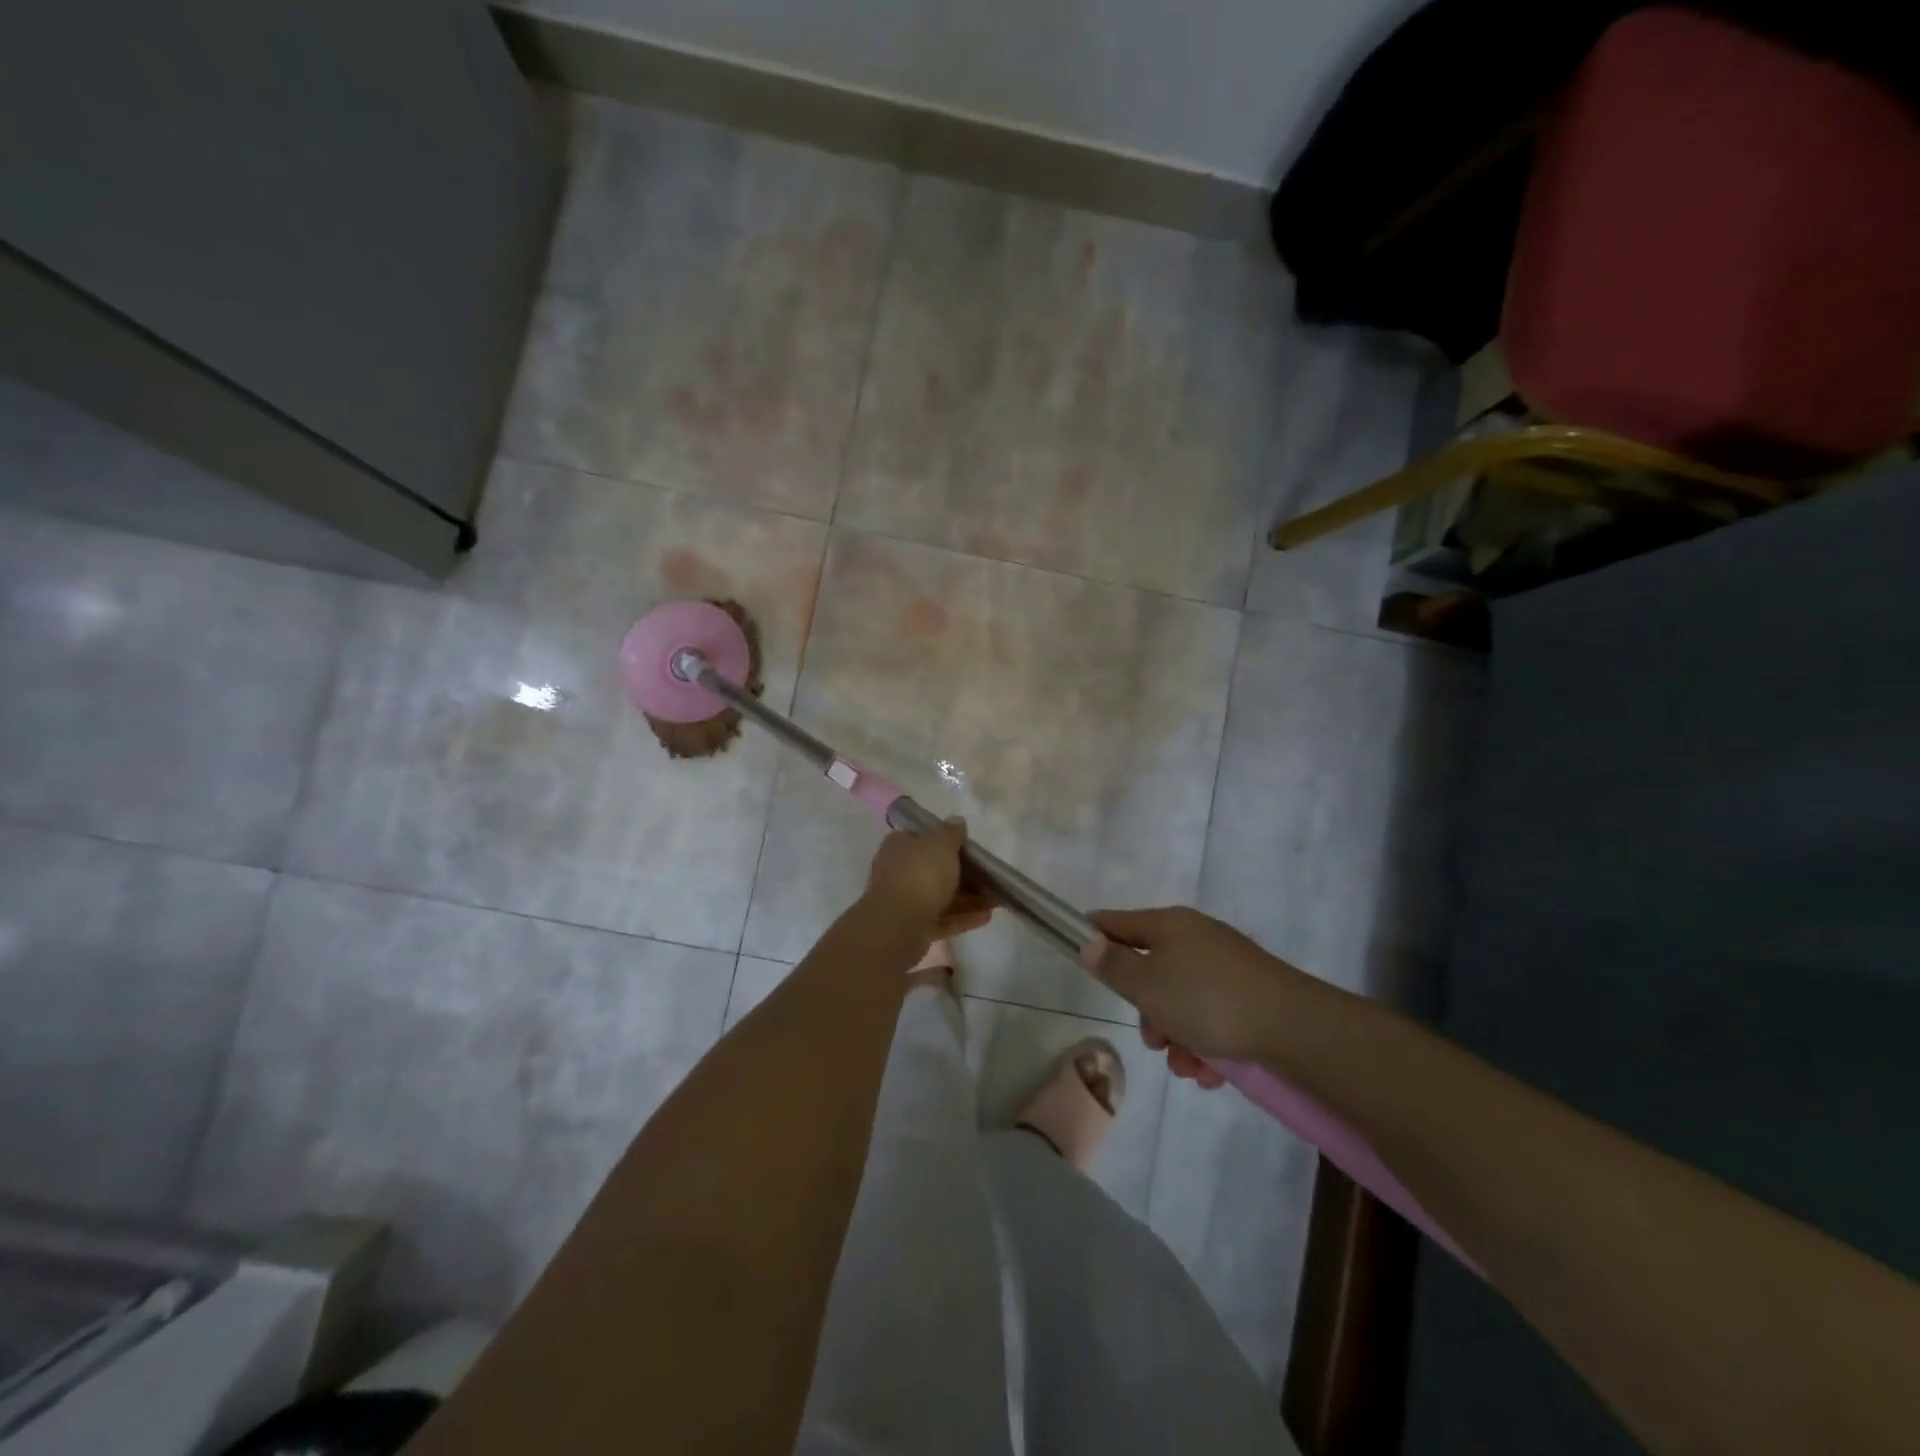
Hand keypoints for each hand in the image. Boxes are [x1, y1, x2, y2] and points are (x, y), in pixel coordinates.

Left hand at [862, 818, 993, 941]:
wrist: (899, 925)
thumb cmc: (920, 874)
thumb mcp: (941, 844)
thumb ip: (951, 832)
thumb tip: (957, 821)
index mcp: (899, 846)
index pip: (921, 838)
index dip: (944, 841)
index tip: (967, 847)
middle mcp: (898, 871)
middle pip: (934, 869)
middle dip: (963, 873)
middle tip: (988, 876)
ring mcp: (904, 901)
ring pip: (940, 895)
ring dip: (968, 897)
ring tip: (995, 899)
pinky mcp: (913, 927)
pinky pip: (942, 918)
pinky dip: (963, 917)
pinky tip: (986, 916)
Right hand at [1080, 907, 1302, 1086]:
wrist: (1294, 1027)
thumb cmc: (1207, 1000)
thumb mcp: (1147, 986)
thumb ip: (1113, 965)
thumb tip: (1089, 942)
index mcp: (1168, 925)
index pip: (1117, 922)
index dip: (1094, 936)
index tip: (1080, 957)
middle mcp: (1196, 938)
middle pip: (1151, 971)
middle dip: (1147, 1012)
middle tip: (1153, 1040)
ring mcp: (1225, 966)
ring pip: (1182, 1001)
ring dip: (1177, 1037)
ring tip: (1189, 1067)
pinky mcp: (1249, 994)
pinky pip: (1212, 1016)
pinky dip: (1207, 1043)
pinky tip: (1213, 1071)